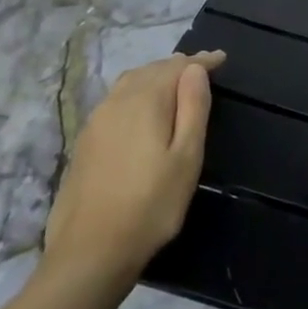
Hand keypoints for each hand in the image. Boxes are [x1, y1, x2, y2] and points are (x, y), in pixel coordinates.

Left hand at [40, 51, 223, 295]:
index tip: (221, 58)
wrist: (91, 250)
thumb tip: (195, 69)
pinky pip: (116, 99)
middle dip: (177, 65)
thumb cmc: (152, 204)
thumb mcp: (186, 157)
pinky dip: (137, 91)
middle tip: (201, 67)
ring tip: (175, 81)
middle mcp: (117, 102)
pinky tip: (142, 107)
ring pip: (129, 83)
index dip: (201, 62)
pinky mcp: (86, 141)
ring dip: (154, 75)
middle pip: (150, 71)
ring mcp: (96, 121)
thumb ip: (193, 109)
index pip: (177, 69)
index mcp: (145, 102)